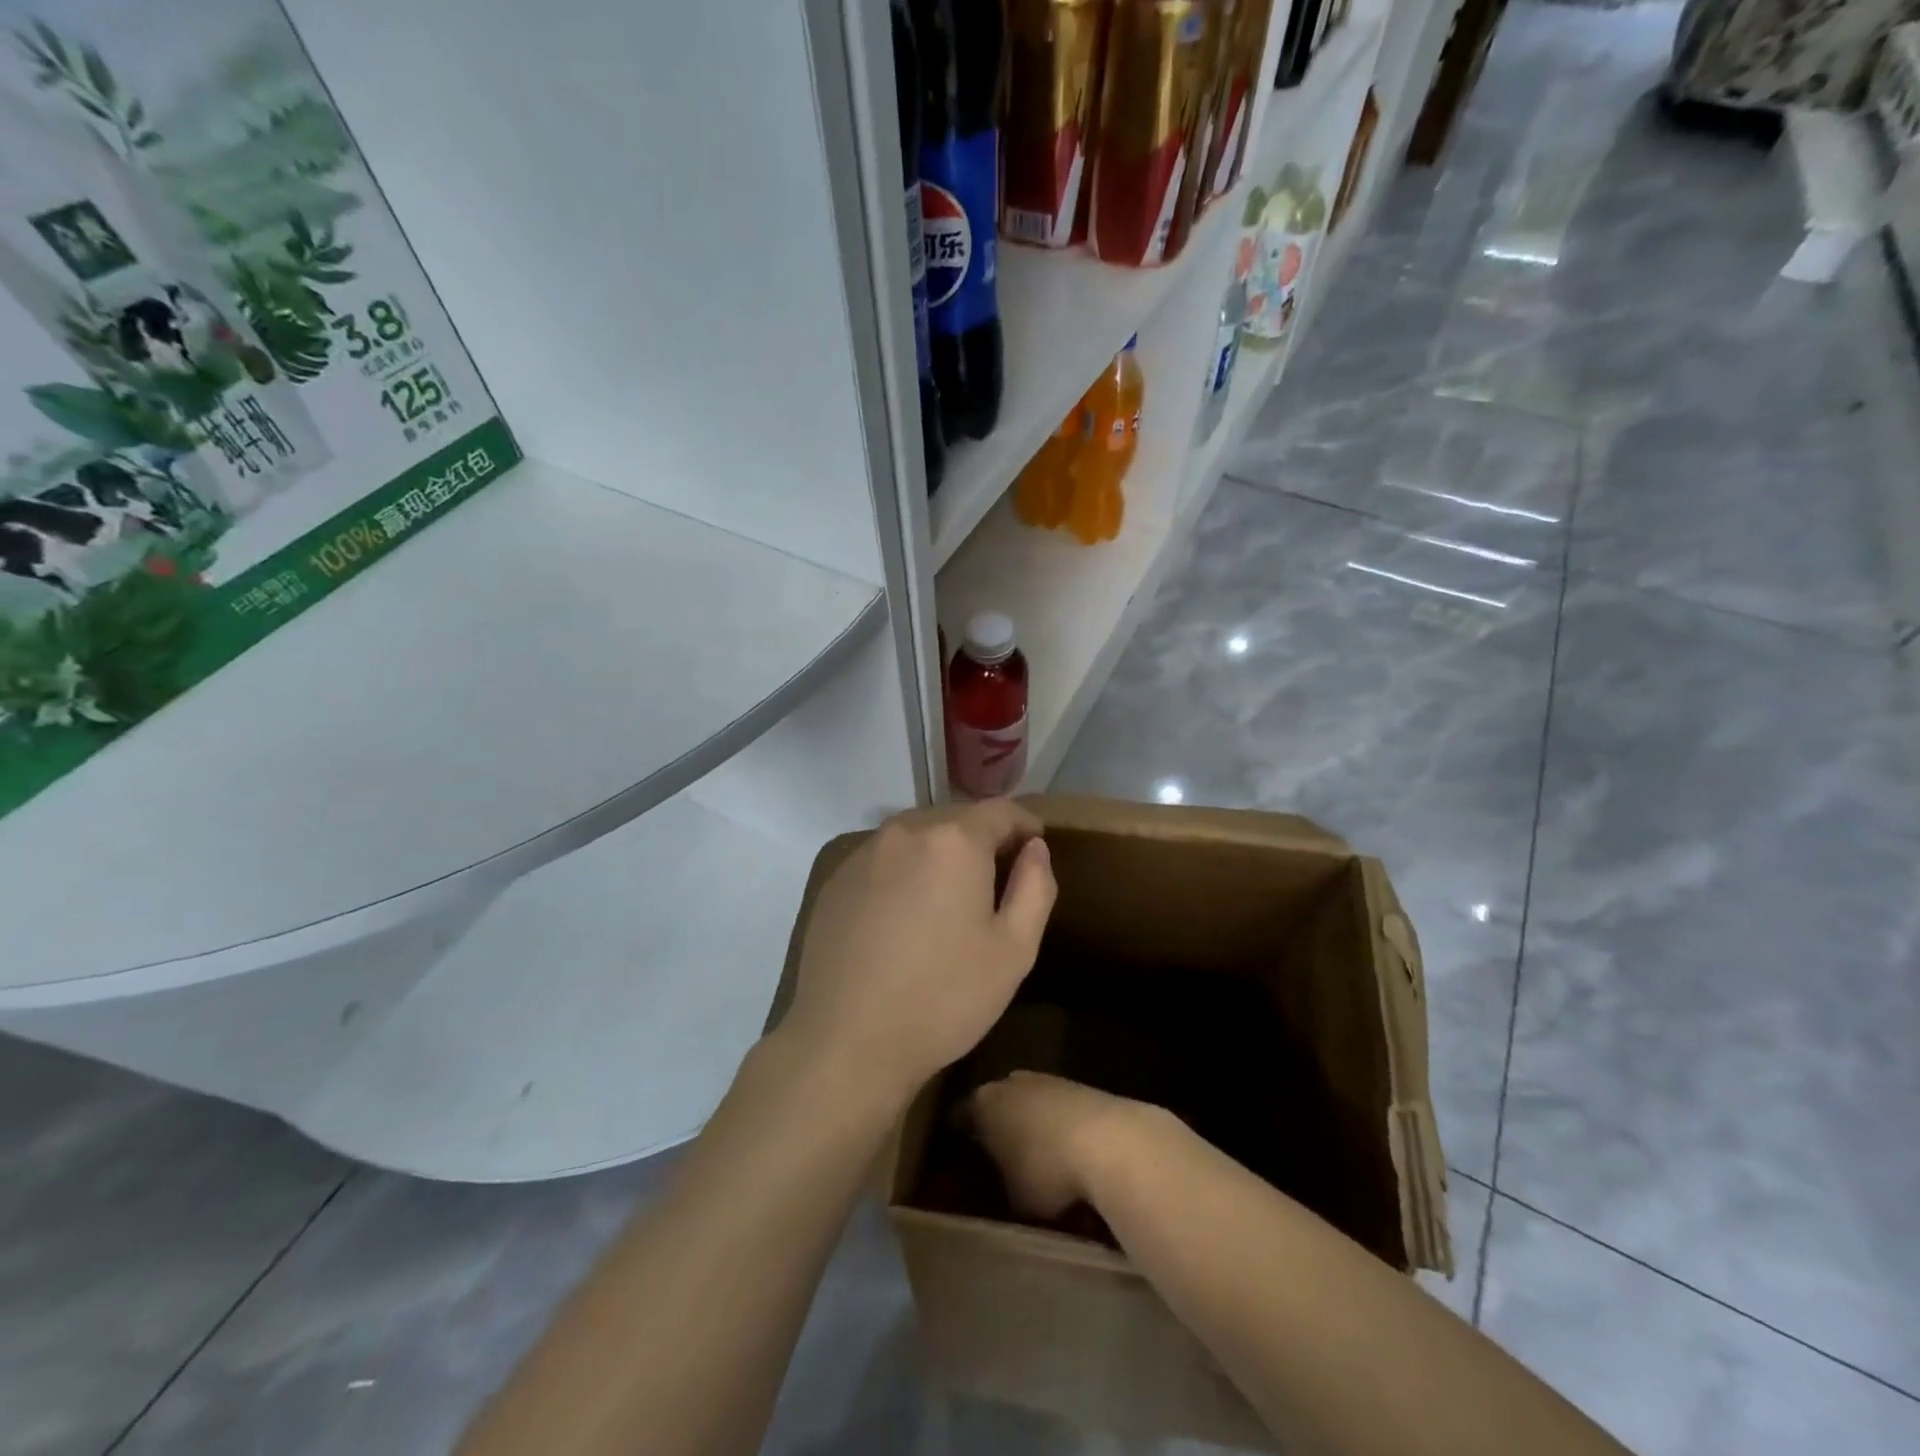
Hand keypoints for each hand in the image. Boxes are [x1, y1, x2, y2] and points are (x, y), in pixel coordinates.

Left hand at [783, 800, 1056, 1108]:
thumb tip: (1034, 849)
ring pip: (915, 837)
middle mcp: (904, 831)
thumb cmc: (943, 997)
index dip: (1024, 824)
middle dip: (981, 838)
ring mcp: (863, 854)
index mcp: (953, 840)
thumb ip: (1035, 887)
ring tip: (951, 895)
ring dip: (939, 853)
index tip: (1035, 844)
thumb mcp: (1014, 950)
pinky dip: (904, 872)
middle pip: (955, 819)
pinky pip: (883, 860)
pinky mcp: (835, 881)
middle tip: (998, 875)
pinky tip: (905, 914)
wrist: (846, 1041)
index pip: (999, 811)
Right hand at [966, 1072, 1157, 1220]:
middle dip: (993, 1128)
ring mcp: (1045, 1080)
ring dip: (1027, 1125)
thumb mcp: (1013, 1199)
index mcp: (983, 1103)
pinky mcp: (1077, 1086)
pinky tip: (1064, 1152)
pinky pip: (1055, 1108)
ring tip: (1032, 1158)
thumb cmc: (1047, 1170)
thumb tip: (999, 1192)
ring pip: (1027, 1103)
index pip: (958, 1117)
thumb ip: (998, 1191)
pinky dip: (1055, 1126)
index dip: (955, 1139)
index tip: (954, 1158)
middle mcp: (1010, 1082)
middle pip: (994, 1104)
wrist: (1109, 1140)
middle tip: (993, 1159)